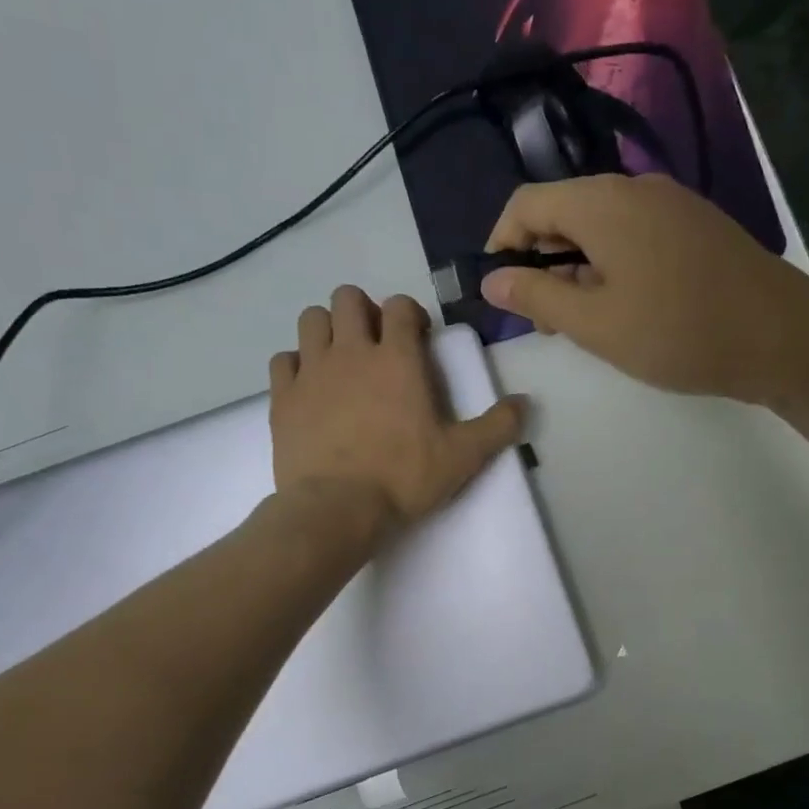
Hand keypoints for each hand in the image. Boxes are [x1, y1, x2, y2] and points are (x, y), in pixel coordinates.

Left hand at [269, 286, 524, 535]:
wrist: (337, 509)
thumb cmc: (403, 478)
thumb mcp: (462, 457)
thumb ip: (498, 426)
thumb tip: (525, 403)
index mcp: (397, 358)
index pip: (401, 306)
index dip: (411, 315)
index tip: (418, 339)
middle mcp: (350, 352)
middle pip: (347, 298)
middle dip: (363, 312)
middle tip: (375, 346)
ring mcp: (311, 372)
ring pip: (311, 319)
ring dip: (327, 330)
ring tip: (341, 360)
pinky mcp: (283, 397)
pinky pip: (283, 359)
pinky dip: (296, 365)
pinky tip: (310, 387)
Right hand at [481, 174, 808, 404]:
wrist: (781, 336)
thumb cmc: (676, 331)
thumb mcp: (594, 323)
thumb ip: (537, 296)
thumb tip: (492, 279)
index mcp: (602, 203)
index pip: (527, 203)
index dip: (501, 243)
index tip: (498, 290)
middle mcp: (634, 189)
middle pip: (564, 211)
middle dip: (540, 261)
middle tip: (543, 320)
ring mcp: (671, 204)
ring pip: (600, 226)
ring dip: (576, 268)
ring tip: (581, 322)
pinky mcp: (695, 226)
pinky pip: (634, 235)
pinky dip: (611, 265)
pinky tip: (623, 308)